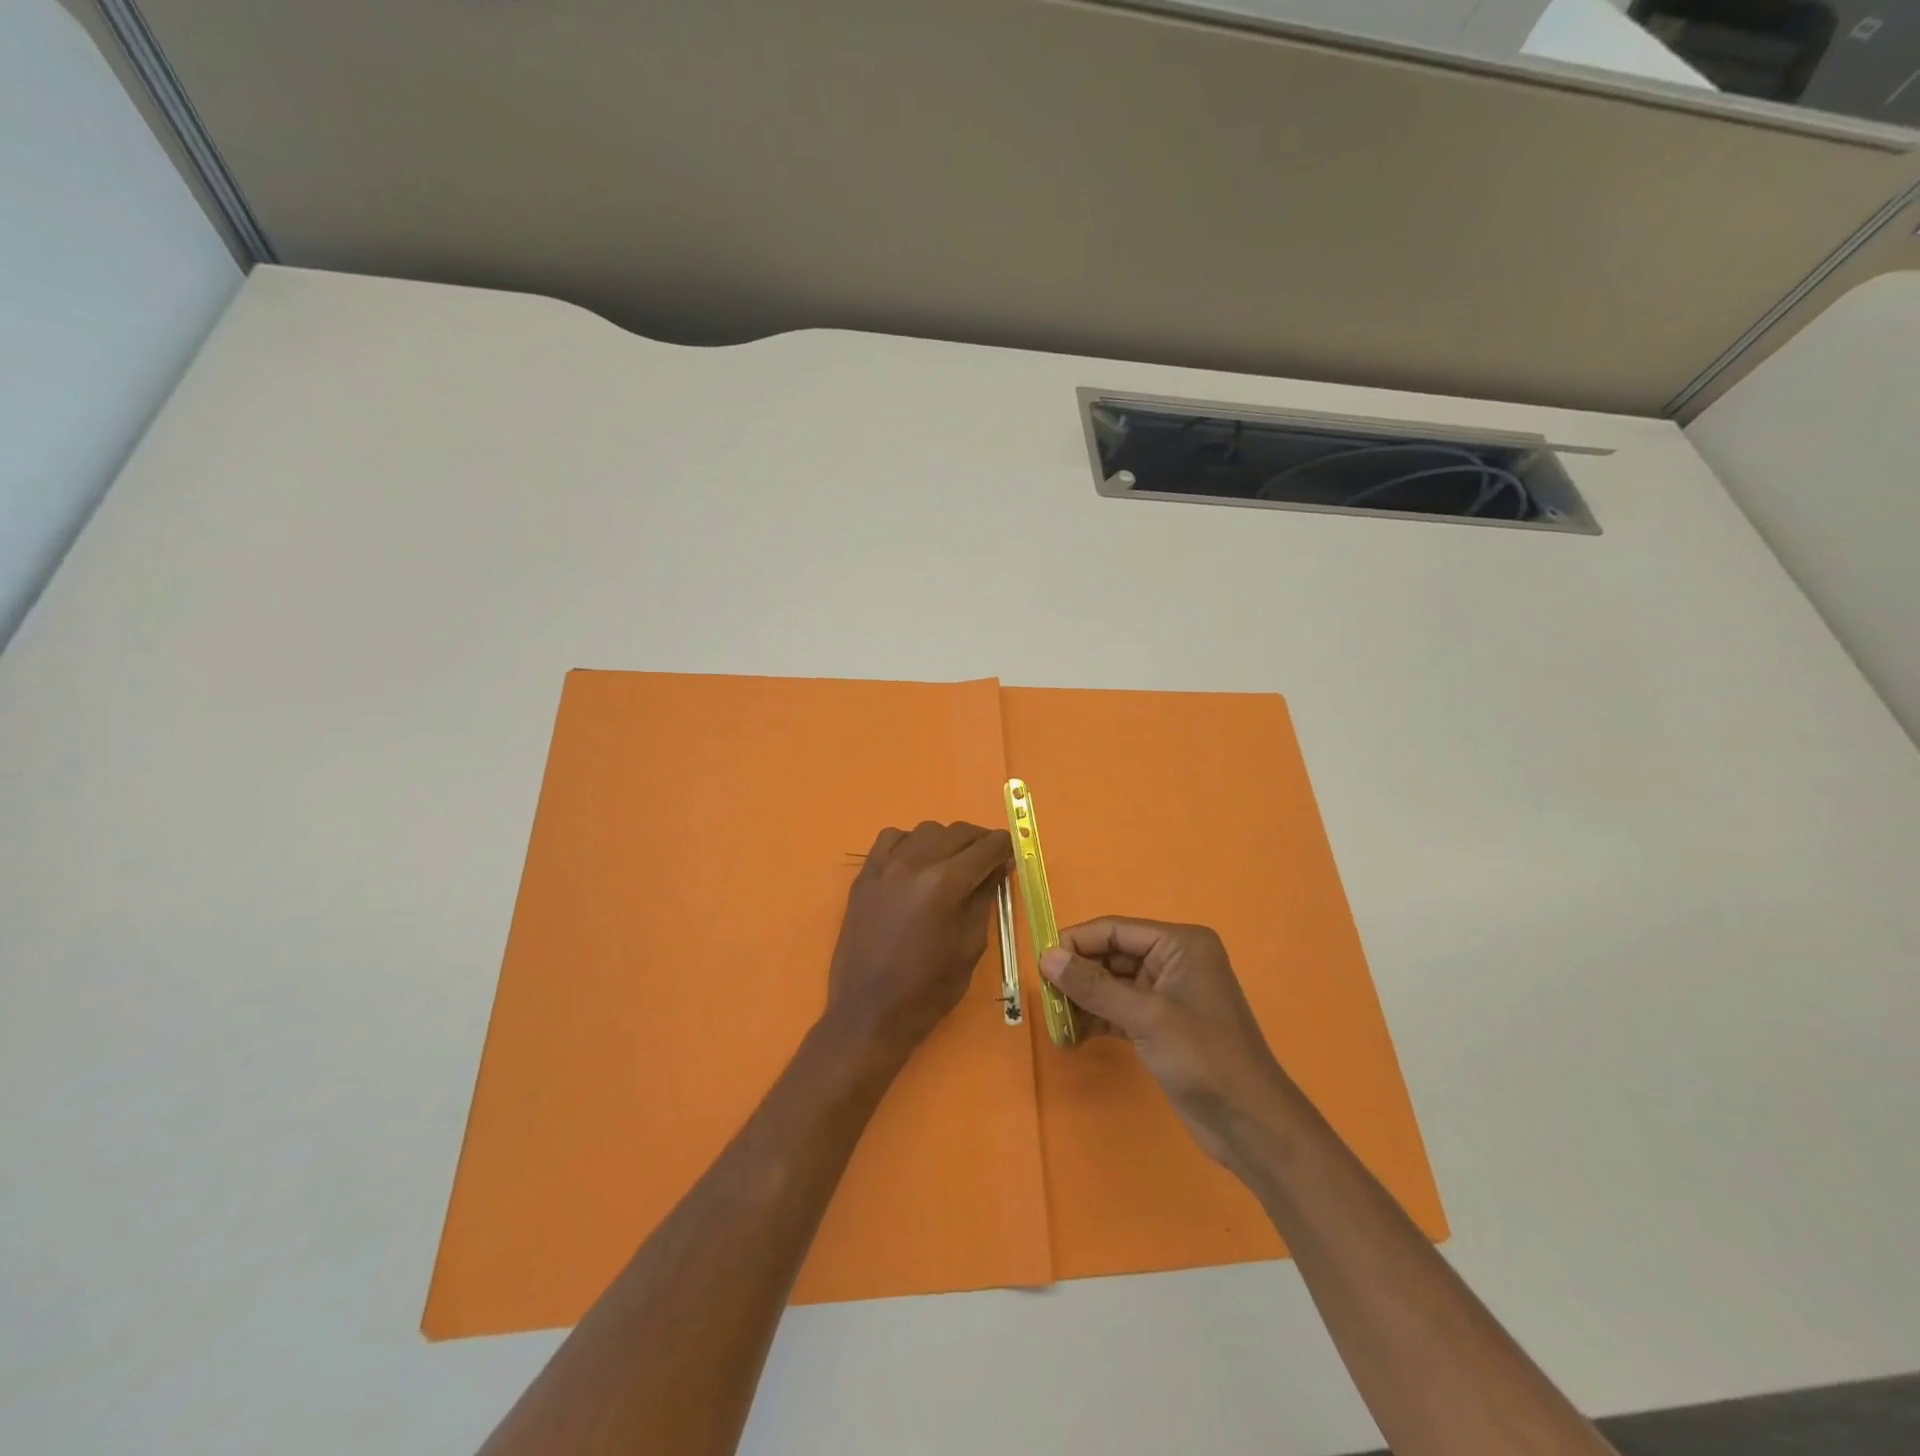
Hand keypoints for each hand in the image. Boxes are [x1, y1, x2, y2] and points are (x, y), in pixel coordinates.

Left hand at [824, 821, 1012, 1060]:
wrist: (869, 1013)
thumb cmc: (928, 989)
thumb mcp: (971, 945)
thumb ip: (984, 897)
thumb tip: (997, 866)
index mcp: (946, 884)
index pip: (985, 847)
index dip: (1004, 846)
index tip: (1010, 853)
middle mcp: (914, 864)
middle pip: (957, 832)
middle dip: (979, 841)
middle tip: (988, 861)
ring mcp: (884, 867)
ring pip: (925, 830)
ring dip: (946, 841)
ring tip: (952, 864)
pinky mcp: (864, 876)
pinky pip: (891, 839)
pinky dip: (910, 843)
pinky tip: (915, 863)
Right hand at [1041, 919, 1289, 1168]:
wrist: (1250, 1124)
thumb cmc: (1203, 1058)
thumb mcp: (1146, 1018)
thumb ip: (1094, 986)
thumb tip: (1046, 957)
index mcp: (1180, 944)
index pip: (1115, 930)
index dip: (1076, 942)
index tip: (1040, 963)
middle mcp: (1174, 960)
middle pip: (1111, 955)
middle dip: (1078, 975)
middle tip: (1044, 997)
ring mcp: (1168, 994)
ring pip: (1112, 984)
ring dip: (1084, 1000)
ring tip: (1055, 1021)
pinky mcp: (1161, 1024)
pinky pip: (1119, 1009)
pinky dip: (1097, 1020)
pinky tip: (1072, 1037)